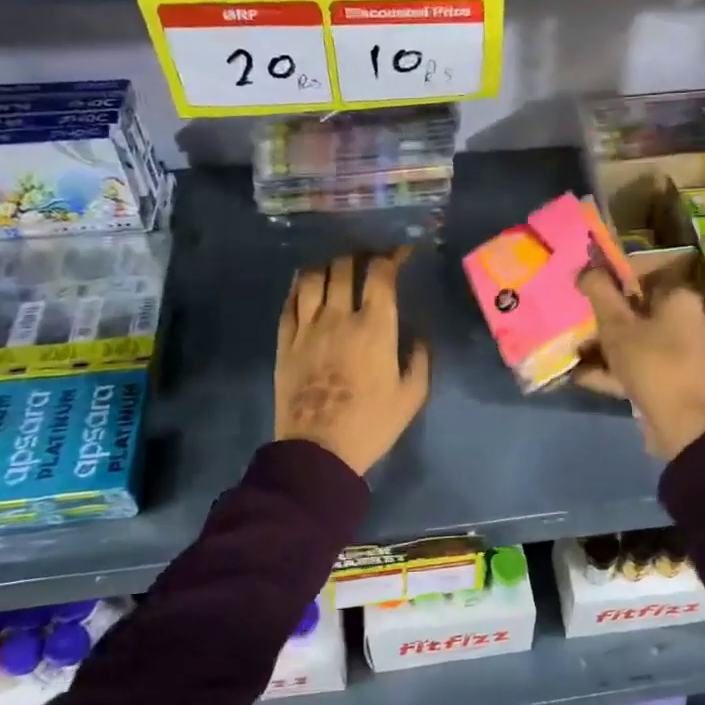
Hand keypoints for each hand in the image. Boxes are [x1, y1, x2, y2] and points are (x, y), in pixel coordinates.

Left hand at [276, 250, 430, 475]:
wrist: (319, 452)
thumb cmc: (371, 424)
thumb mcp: (412, 396)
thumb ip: (420, 359)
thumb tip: (420, 336)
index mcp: (374, 327)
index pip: (381, 274)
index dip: (392, 256)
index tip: (400, 253)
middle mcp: (339, 317)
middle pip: (344, 267)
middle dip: (359, 256)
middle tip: (368, 260)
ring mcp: (307, 327)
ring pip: (312, 277)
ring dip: (327, 266)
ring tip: (336, 268)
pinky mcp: (284, 342)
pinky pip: (288, 302)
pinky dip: (299, 286)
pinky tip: (305, 285)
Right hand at [575, 269, 704, 461]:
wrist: (685, 424)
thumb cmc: (652, 363)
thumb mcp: (618, 325)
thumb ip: (600, 293)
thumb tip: (586, 269)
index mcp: (677, 298)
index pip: (639, 276)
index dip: (608, 281)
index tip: (581, 289)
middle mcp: (681, 320)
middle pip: (633, 311)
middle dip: (601, 318)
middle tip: (571, 320)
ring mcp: (675, 352)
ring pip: (632, 340)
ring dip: (601, 346)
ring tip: (569, 350)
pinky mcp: (667, 379)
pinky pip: (634, 366)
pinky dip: (610, 369)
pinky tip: (579, 375)